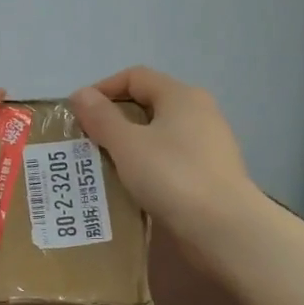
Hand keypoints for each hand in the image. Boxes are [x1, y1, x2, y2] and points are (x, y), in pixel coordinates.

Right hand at [69, 67, 258, 251]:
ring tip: (104, 165)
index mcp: (181, 96)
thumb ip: (101, 117)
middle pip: (148, 103)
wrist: (224, 228)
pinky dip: (148, 165)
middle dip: (114, 119)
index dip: (103, 89)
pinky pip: (170, 158)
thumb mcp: (127, 145)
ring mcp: (208, 143)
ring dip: (129, 145)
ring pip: (159, 134)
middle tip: (87, 141)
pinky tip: (133, 185)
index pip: (135, 76)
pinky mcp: (210, 172)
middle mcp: (199, 112)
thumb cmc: (173, 176)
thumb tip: (81, 94)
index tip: (79, 114)